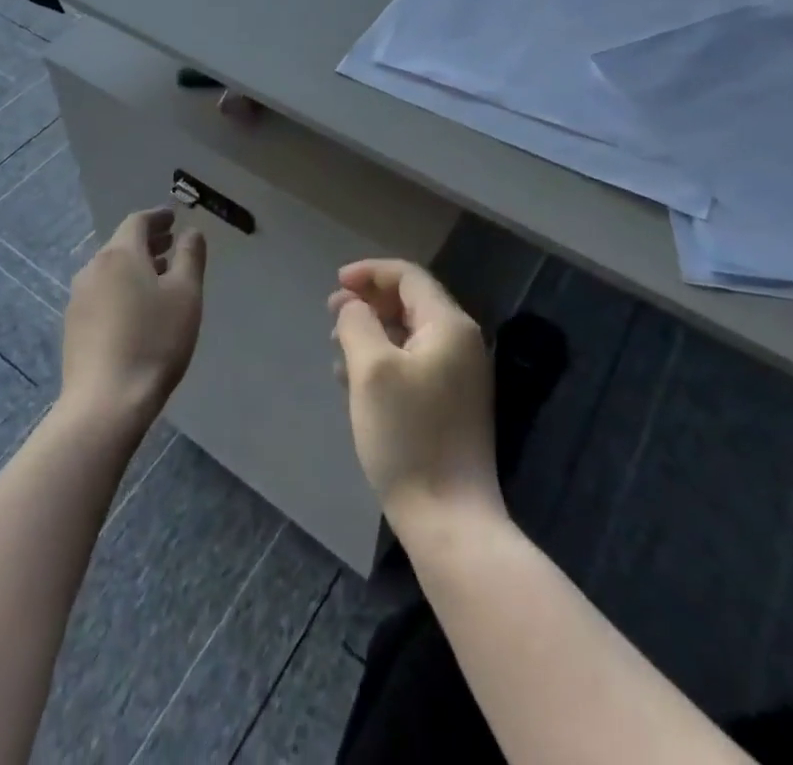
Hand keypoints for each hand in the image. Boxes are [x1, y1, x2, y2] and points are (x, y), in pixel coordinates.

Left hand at [61, 208, 206, 431]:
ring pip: (111, 269)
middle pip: (122, 244)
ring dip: (135, 265)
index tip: (174, 218)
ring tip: (160, 276)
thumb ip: (190, 256)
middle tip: (171, 243)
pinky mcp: (73, 326)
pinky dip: (122, 287)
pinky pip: (102, 292)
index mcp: (120, 254)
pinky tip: (137, 308)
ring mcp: (78, 298)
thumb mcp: (186, 295)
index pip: (138, 222)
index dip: (158, 217)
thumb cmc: (154, 341)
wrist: (105, 402)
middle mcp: (93, 268)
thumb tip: (191, 232)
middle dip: (148, 241)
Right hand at [329, 259, 503, 534]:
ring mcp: (460, 376)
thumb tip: (352, 305)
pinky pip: (413, 363)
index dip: (369, 272)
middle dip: (369, 301)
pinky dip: (383, 358)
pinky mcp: (451, 405)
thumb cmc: (407, 435)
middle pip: (411, 302)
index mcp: (449, 326)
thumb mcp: (371, 370)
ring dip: (372, 331)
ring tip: (337, 346)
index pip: (409, 277)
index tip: (334, 283)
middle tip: (331, 313)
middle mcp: (461, 343)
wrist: (449, 519)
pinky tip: (354, 379)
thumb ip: (357, 323)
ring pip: (409, 334)